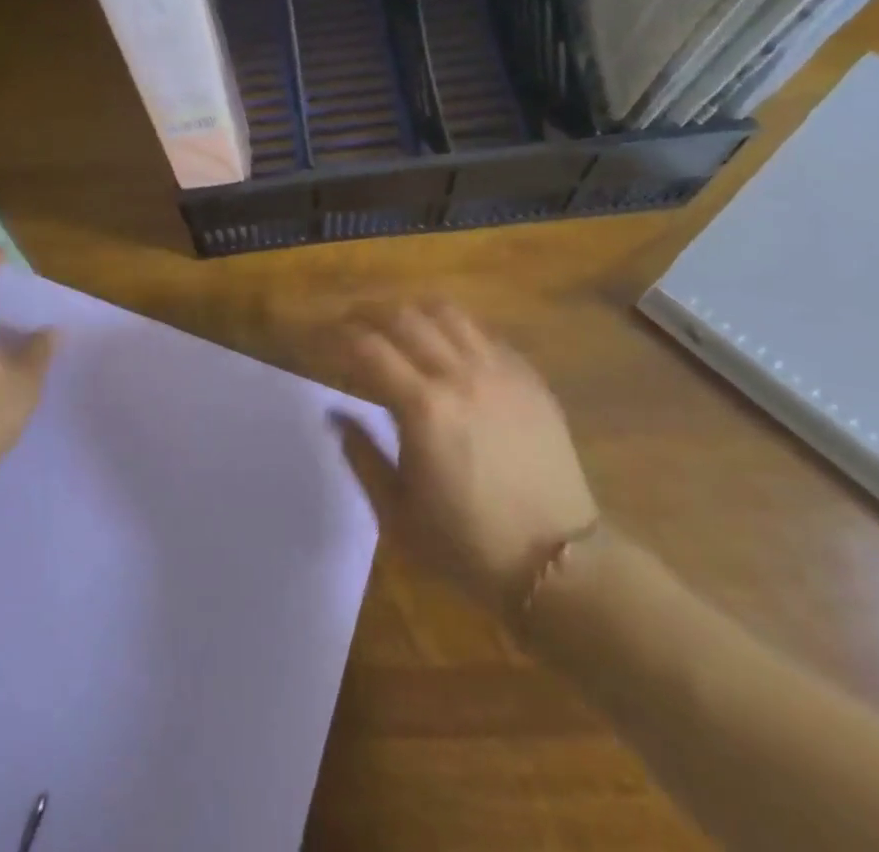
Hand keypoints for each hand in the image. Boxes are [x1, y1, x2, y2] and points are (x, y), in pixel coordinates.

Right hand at [323, 301, 598, 610]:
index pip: (367, 347)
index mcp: (424, 408)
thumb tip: (335, 414)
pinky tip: (444, 348)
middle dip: (366, 314)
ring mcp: (500, 372)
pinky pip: (483, 333)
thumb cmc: (468, 545)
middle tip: (349, 326)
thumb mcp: (396, 513)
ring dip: (410, 312)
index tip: (319, 343)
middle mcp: (460, 376)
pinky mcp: (529, 378)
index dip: (336, 338)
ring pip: (446, 313)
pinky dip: (452, 329)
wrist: (559, 566)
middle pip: (403, 317)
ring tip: (395, 327)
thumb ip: (361, 454)